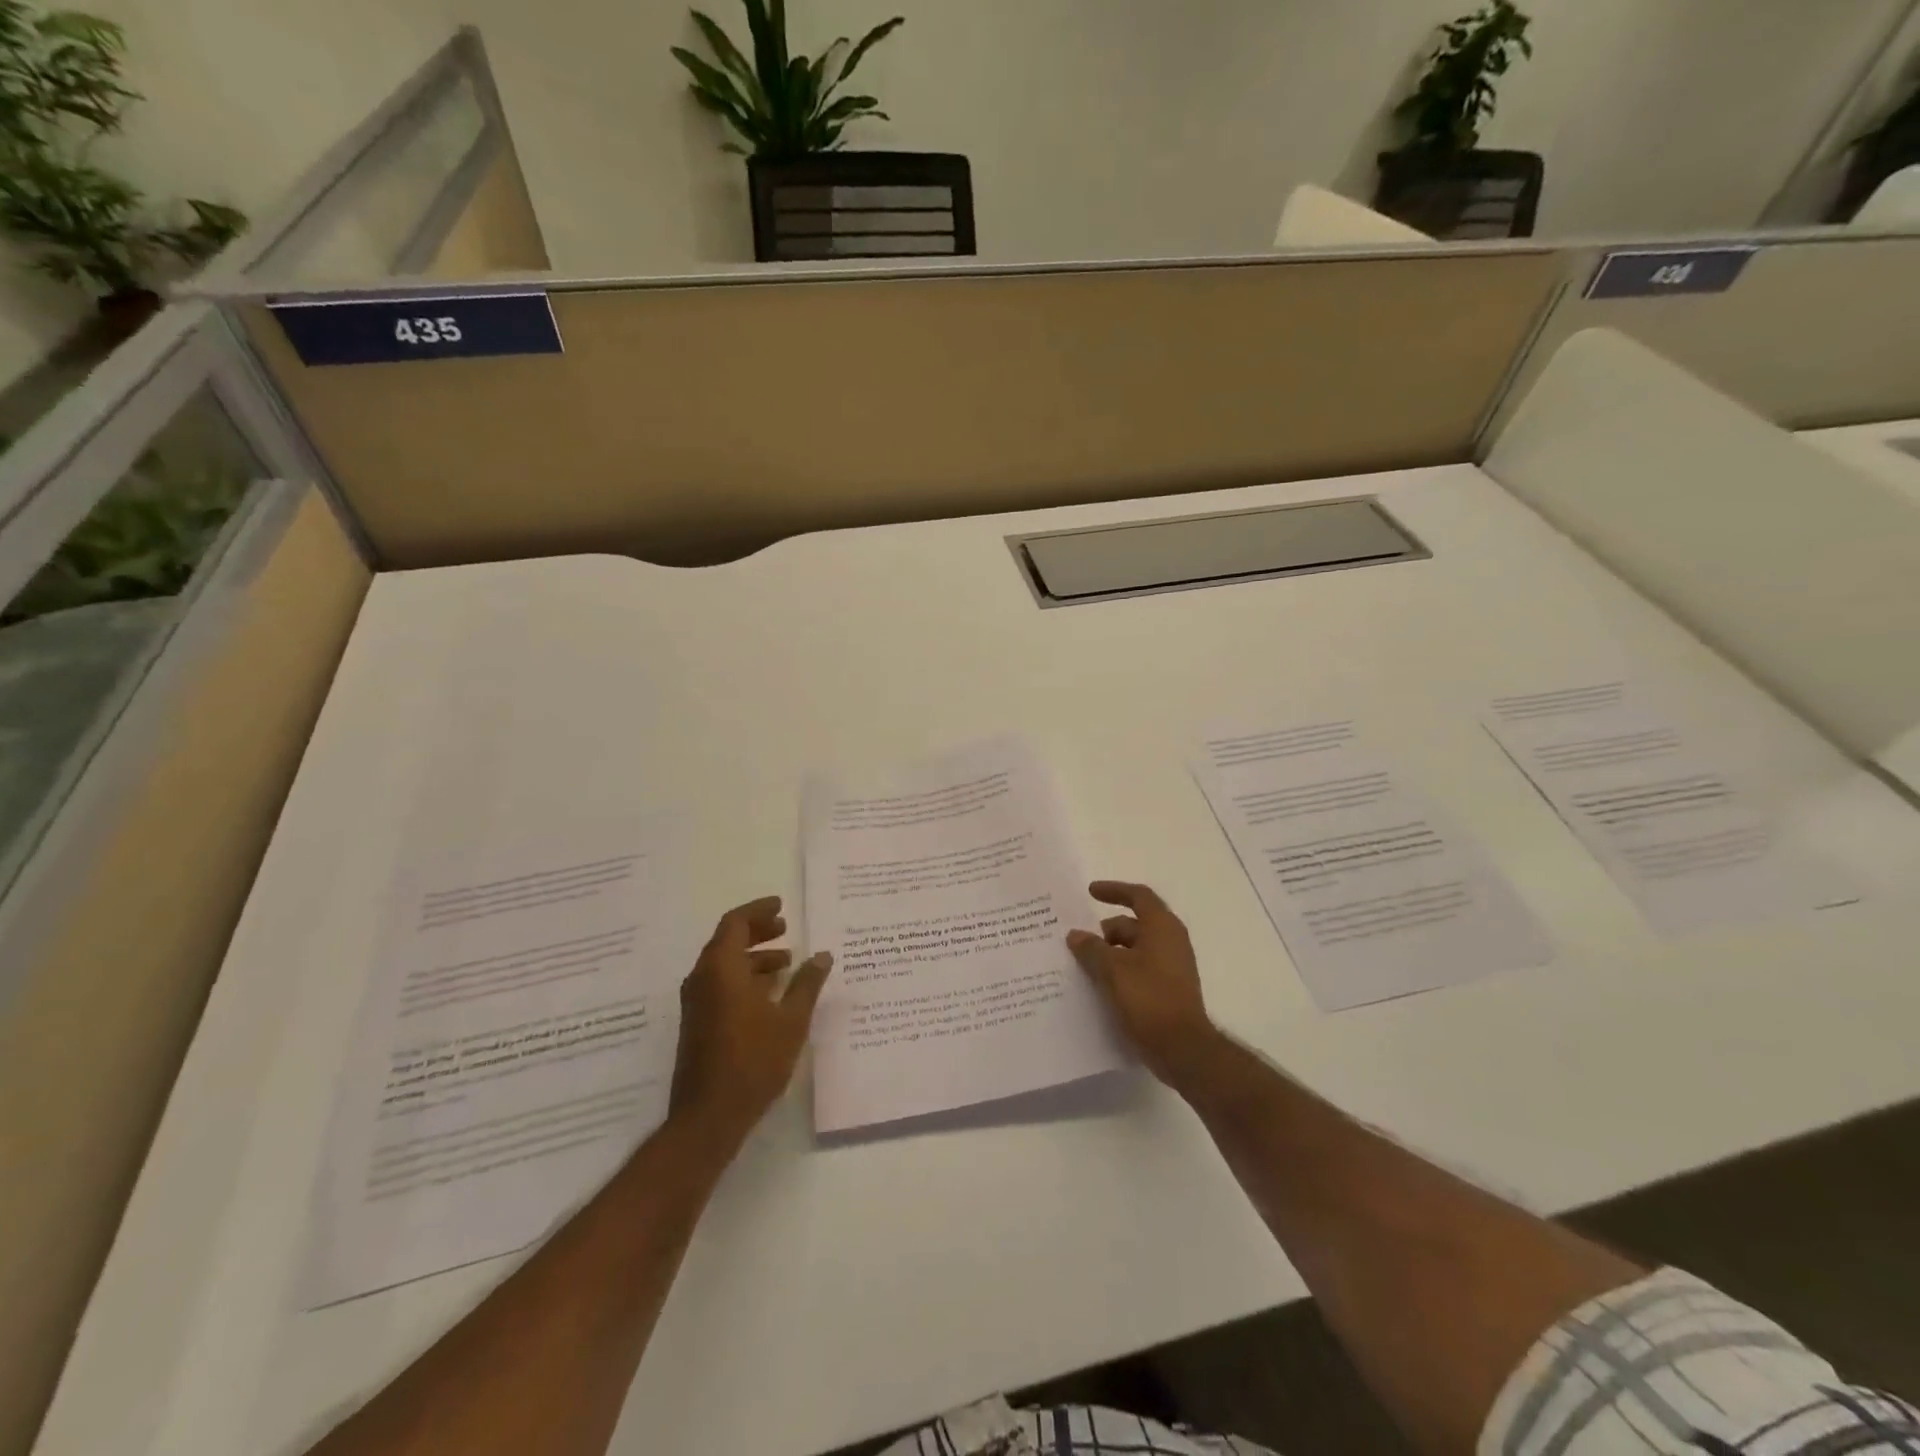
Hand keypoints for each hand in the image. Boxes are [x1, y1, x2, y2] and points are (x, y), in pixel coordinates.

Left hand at [670, 896, 830, 1148]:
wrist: (708, 1117)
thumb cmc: (753, 1061)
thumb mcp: (791, 1020)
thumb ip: (807, 983)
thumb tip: (822, 955)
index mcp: (721, 969)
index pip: (735, 922)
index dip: (759, 910)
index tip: (782, 906)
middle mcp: (703, 979)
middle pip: (727, 940)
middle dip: (757, 931)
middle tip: (785, 928)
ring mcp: (697, 1003)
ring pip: (724, 964)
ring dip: (753, 957)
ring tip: (787, 963)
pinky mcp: (698, 1023)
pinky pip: (720, 984)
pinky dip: (744, 977)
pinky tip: (770, 994)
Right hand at [1067, 881, 1220, 1090]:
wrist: (1183, 1049)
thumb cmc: (1149, 999)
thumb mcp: (1112, 970)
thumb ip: (1091, 949)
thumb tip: (1076, 935)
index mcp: (1162, 927)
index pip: (1138, 896)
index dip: (1114, 890)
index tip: (1090, 892)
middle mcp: (1170, 942)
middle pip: (1133, 925)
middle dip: (1104, 931)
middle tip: (1076, 942)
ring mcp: (1171, 967)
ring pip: (1134, 950)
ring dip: (1109, 954)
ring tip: (1082, 966)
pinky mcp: (1167, 990)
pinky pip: (1138, 970)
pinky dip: (1119, 972)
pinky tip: (1098, 987)